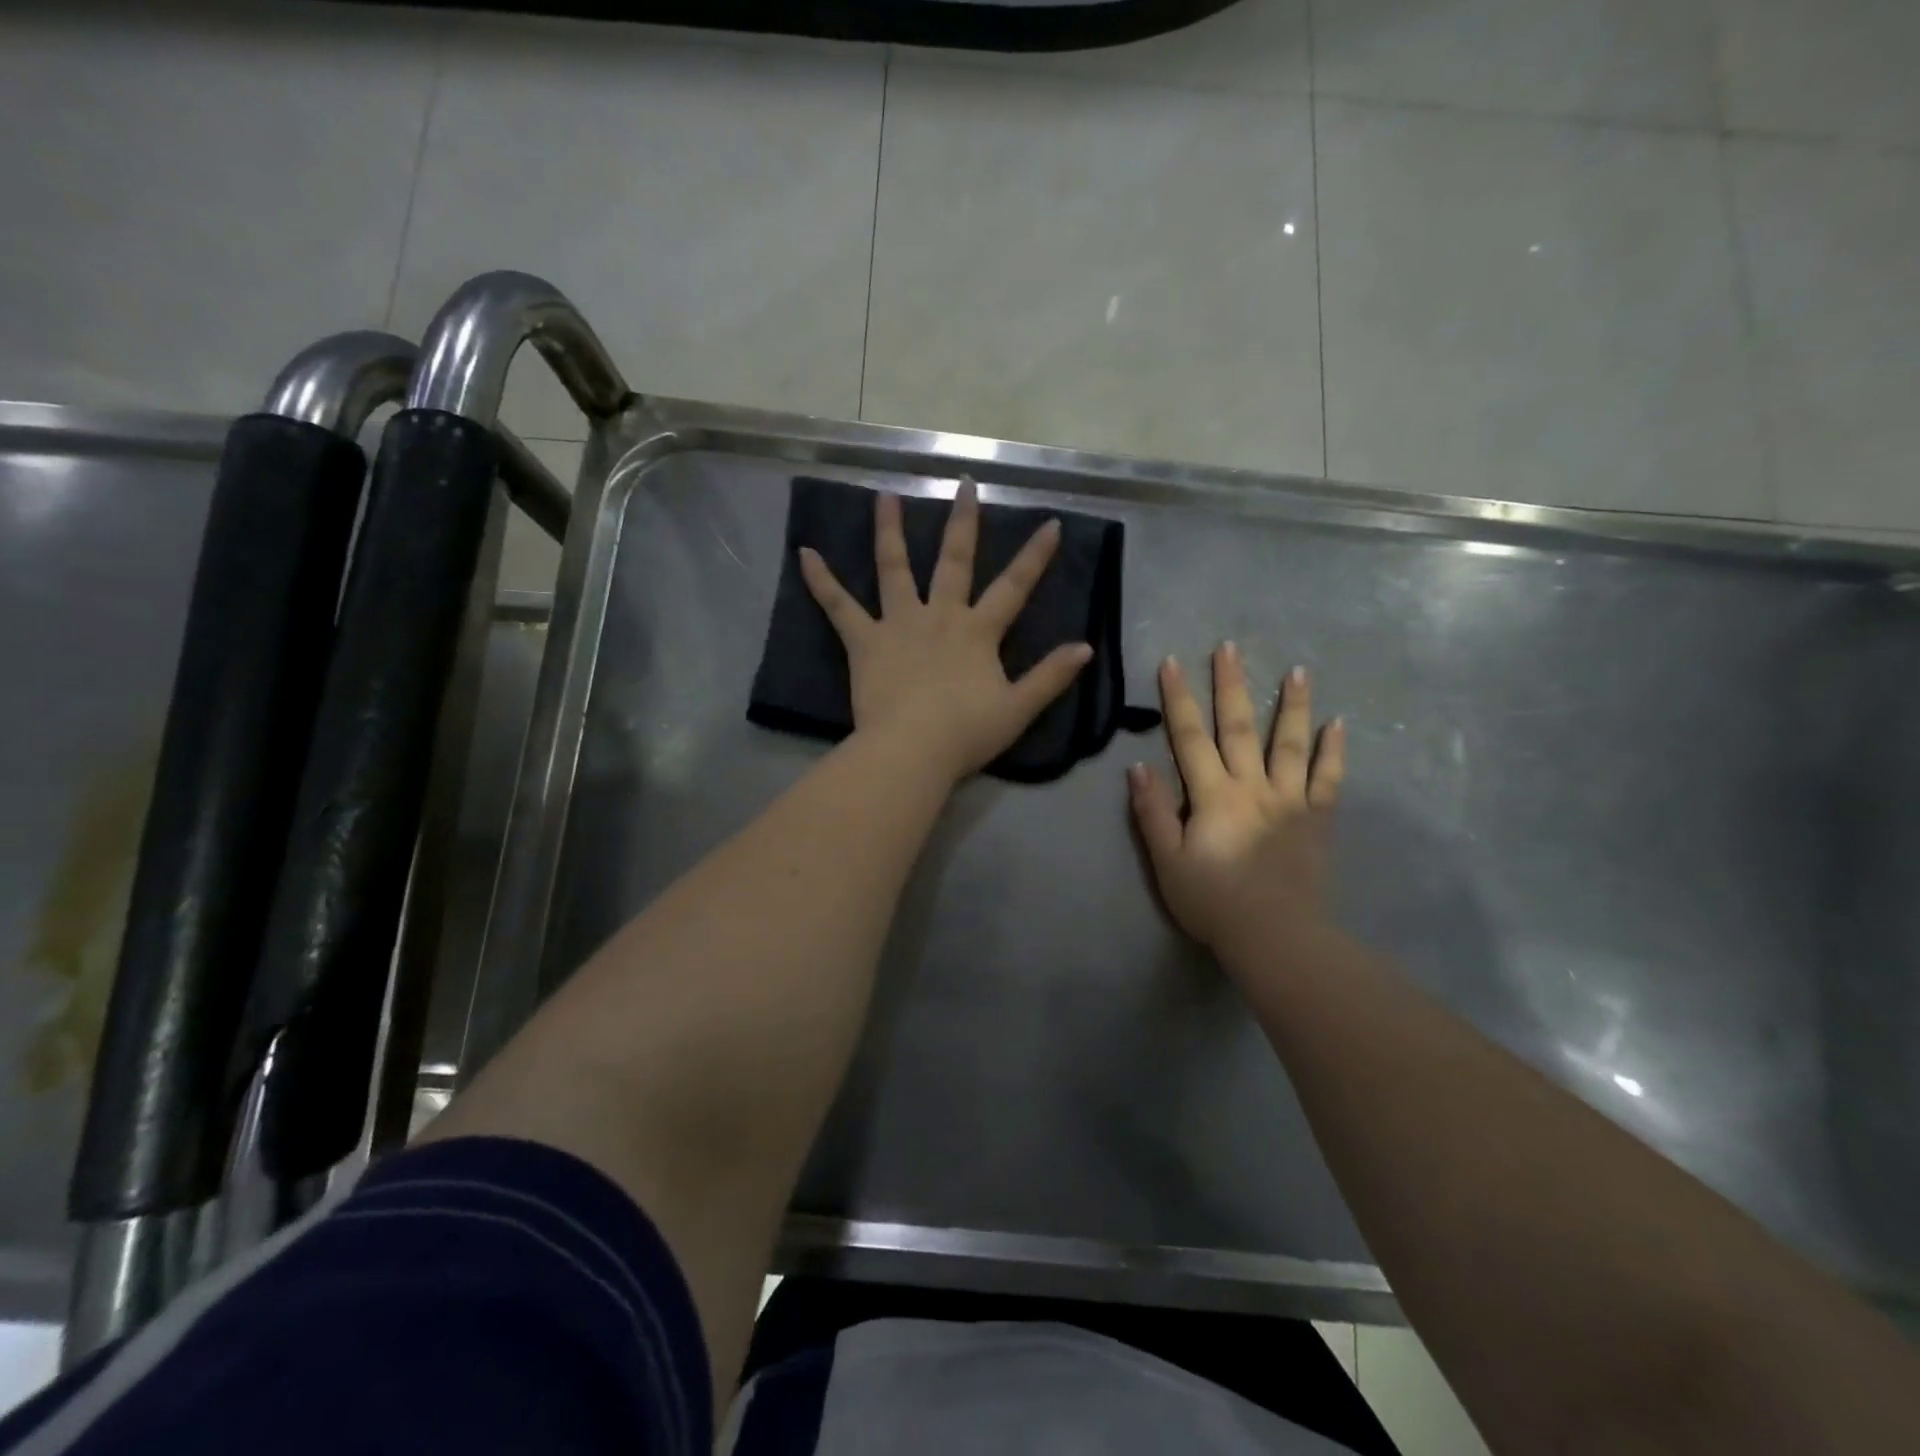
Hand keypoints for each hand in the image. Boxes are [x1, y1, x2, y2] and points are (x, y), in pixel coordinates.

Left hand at [800, 480, 1093, 783]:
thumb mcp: (1019, 709)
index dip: (1034, 556)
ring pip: (894, 568)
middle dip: (962, 521)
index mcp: (977, 632)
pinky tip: (804, 554)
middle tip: (963, 484)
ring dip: (890, 530)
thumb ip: (1051, 677)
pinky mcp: (864, 641)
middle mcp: (940, 615)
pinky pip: (839, 606)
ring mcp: (898, 624)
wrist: (911, 751)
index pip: (1014, 587)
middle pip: (953, 561)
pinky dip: (821, 581)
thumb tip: (1085, 647)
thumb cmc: (966, 734)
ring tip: (885, 495)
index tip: (1051, 523)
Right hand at [1129, 646, 1344, 958]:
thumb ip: (1153, 812)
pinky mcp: (1317, 818)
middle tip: (1229, 647)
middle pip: (1240, 727)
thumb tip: (1138, 766)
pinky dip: (1334, 750)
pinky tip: (1339, 724)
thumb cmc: (1212, 901)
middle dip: (1231, 684)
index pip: (1190, 736)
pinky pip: (1328, 778)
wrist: (1275, 935)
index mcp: (1213, 795)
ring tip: (1297, 670)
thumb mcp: (1167, 861)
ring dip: (1292, 704)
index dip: (1179, 698)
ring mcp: (1291, 799)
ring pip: (1291, 743)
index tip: (1172, 663)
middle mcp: (1253, 786)